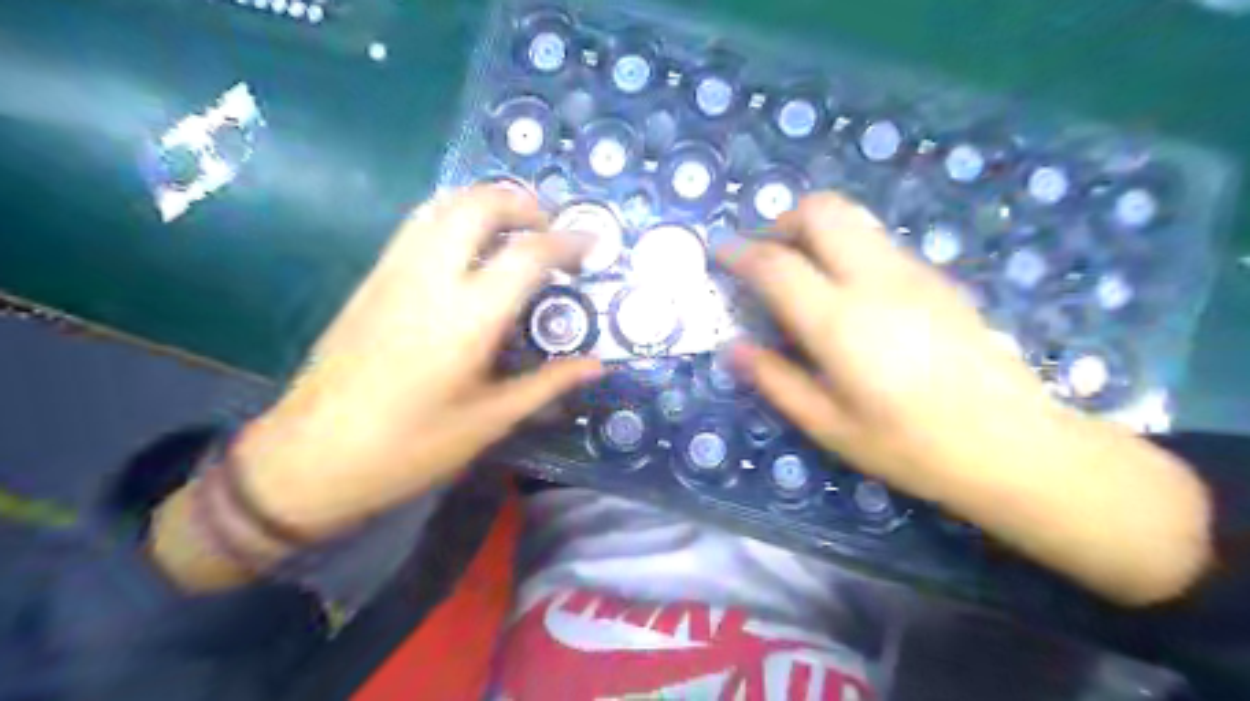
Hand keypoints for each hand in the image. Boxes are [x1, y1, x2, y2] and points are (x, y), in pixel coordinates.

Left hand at [232, 182, 606, 538]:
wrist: (310, 458)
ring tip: (514, 230)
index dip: (568, 242)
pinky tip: (468, 250)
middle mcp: (430, 279)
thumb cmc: (409, 447)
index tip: (592, 246)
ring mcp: (393, 273)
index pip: (528, 254)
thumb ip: (547, 384)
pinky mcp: (371, 280)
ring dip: (485, 203)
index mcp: (467, 318)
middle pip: (479, 205)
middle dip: (522, 204)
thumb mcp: (489, 421)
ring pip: (442, 204)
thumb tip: (597, 365)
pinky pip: (418, 225)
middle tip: (550, 229)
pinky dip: (453, 217)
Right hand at [717, 191, 1046, 497]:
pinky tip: (848, 297)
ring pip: (853, 219)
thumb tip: (733, 348)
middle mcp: (877, 279)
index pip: (776, 263)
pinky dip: (846, 249)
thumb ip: (775, 380)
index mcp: (841, 321)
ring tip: (802, 275)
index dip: (739, 252)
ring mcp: (914, 272)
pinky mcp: (938, 277)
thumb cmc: (912, 446)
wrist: (1015, 445)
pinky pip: (878, 242)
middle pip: (822, 211)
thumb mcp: (830, 426)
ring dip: (815, 232)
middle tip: (765, 258)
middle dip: (782, 222)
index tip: (718, 254)